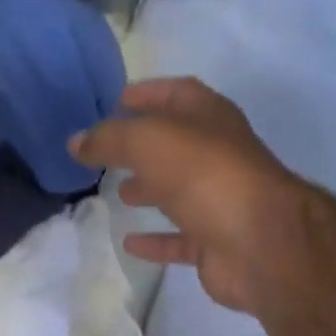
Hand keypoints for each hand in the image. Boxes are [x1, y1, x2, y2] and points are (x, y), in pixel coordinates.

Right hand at [69, 78, 307, 313]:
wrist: (259, 242)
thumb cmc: (205, 175)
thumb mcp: (148, 141)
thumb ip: (108, 139)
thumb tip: (75, 142)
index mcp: (210, 117)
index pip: (176, 93)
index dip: (146, 93)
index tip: (113, 102)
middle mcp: (218, 154)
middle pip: (176, 143)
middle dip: (143, 144)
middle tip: (107, 151)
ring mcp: (219, 199)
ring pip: (179, 189)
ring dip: (150, 188)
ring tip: (117, 191)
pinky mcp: (215, 240)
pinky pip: (179, 238)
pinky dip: (156, 238)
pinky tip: (130, 242)